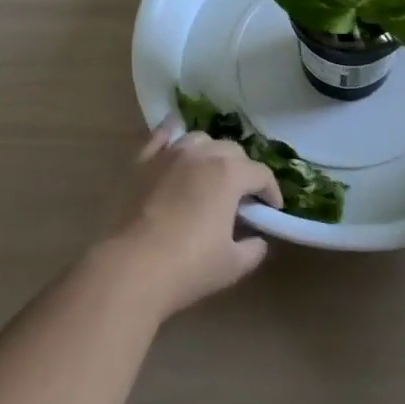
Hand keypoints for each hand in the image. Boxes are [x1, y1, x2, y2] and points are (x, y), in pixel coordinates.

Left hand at [99, 117, 283, 320]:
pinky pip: (161, 137)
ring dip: (212, 153)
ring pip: (200, 139)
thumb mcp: (233, 265)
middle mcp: (202, 154)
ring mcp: (169, 154)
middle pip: (232, 151)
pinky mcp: (142, 162)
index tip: (272, 210)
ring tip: (211, 174)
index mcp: (229, 174)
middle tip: (242, 197)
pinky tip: (174, 139)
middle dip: (244, 170)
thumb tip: (257, 239)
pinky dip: (172, 135)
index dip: (271, 191)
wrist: (131, 268)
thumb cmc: (189, 266)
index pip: (261, 173)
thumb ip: (254, 248)